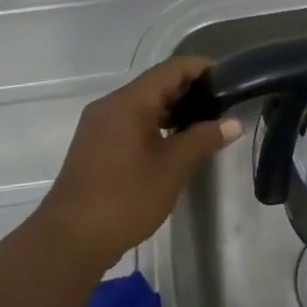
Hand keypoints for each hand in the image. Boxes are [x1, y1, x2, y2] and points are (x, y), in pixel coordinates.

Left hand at [35, 57, 242, 269]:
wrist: (72, 238)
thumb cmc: (126, 197)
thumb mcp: (172, 167)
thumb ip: (203, 139)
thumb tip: (234, 123)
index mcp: (128, 102)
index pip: (171, 69)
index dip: (201, 69)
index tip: (230, 80)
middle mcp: (110, 105)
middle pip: (155, 84)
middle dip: (190, 90)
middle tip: (223, 105)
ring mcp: (99, 125)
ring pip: (142, 105)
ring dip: (173, 110)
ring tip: (206, 125)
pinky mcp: (96, 145)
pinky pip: (130, 122)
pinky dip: (155, 125)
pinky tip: (175, 143)